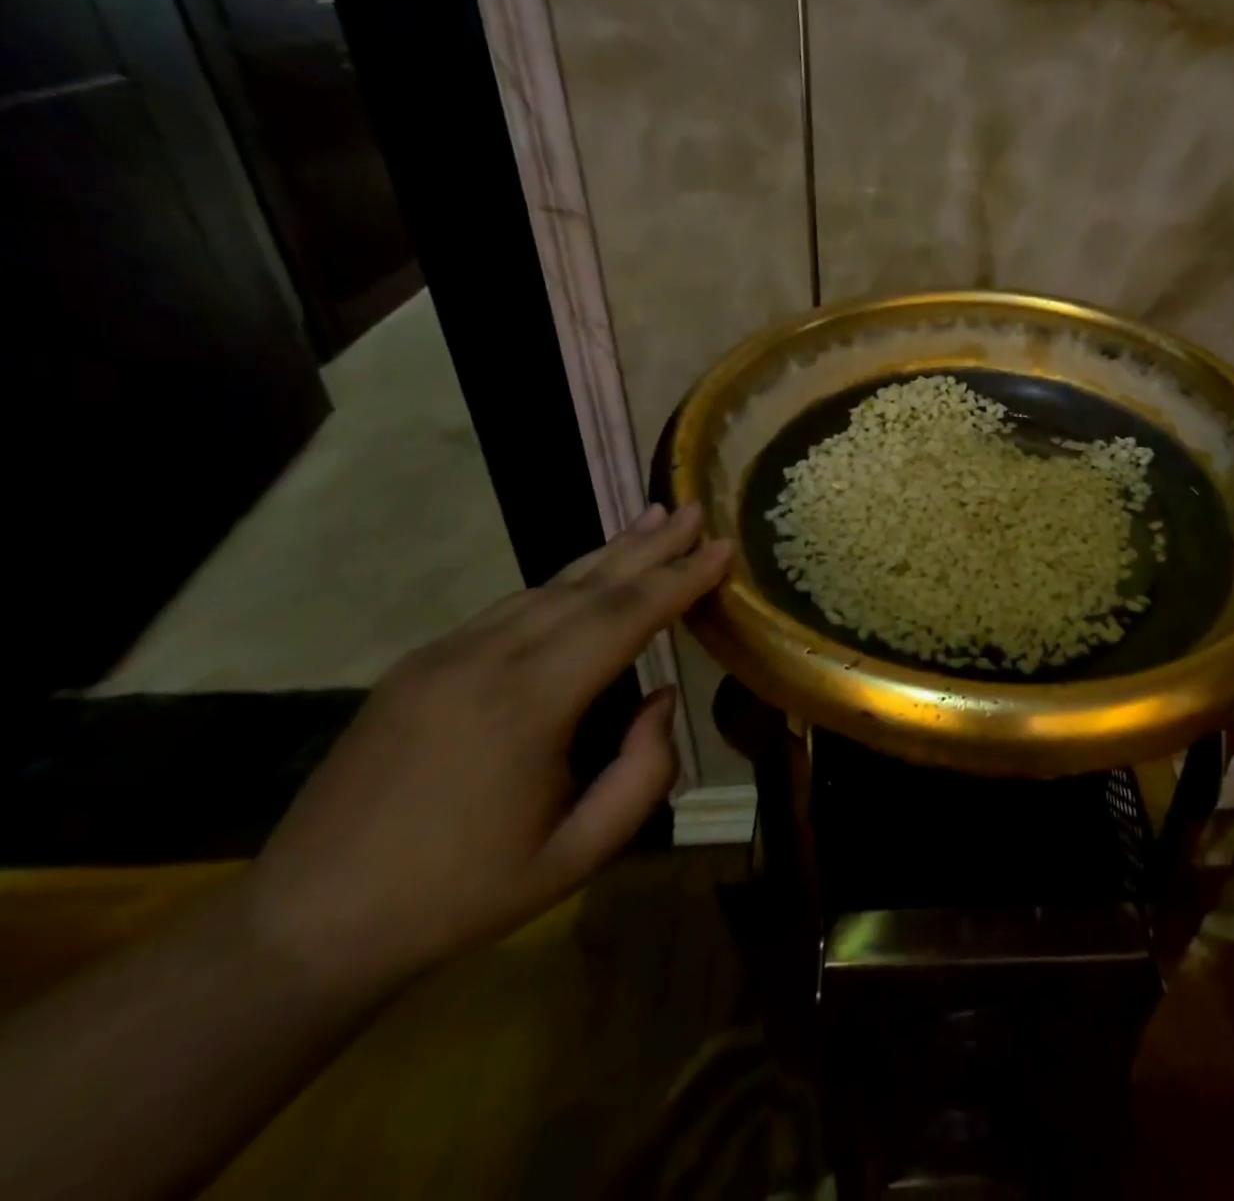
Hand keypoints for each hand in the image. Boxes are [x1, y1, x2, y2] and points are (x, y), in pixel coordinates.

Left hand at [242, 503, 731, 998]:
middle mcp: (486, 659)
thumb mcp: (578, 854)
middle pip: (587, 585)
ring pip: (546, 587)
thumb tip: (663, 698)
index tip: (723, 548)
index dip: (679, 579)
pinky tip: (587, 579)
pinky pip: (510, 608)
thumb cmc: (461, 894)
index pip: (623, 618)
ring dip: (607, 555)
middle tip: (695, 511)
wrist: (307, 924)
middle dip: (650, 546)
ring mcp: (444, 654)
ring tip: (654, 522)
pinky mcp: (420, 663)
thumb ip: (643, 773)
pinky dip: (563, 584)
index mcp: (528, 705)